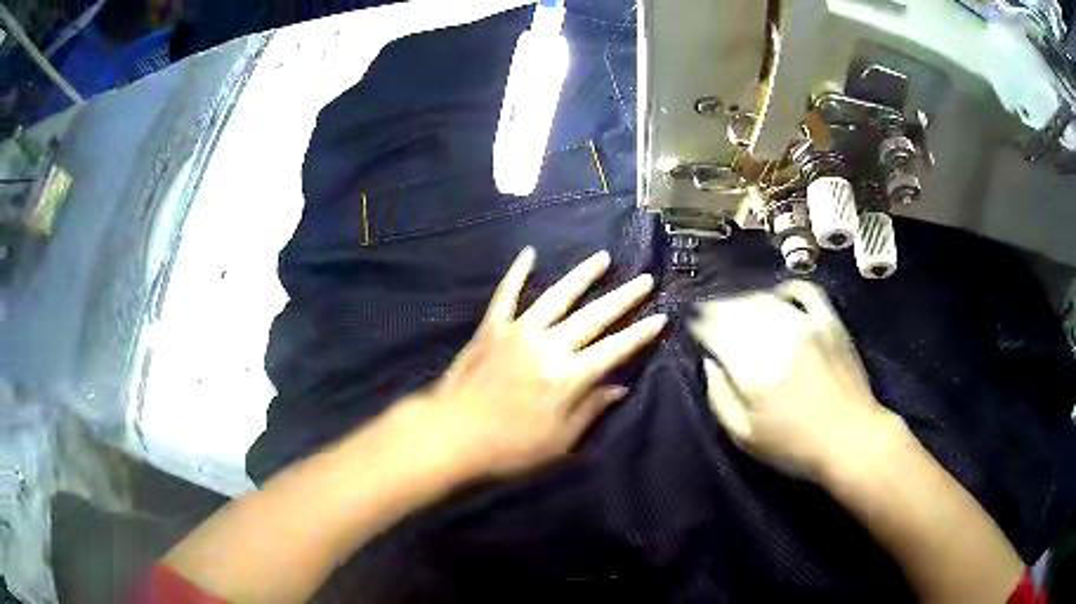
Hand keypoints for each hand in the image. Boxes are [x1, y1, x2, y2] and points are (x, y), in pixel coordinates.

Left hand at [413, 248, 666, 477]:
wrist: (452, 435)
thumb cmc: (510, 447)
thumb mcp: (560, 441)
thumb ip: (591, 409)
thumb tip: (620, 387)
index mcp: (569, 376)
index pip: (616, 349)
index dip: (641, 334)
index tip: (661, 317)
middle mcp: (549, 345)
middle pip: (594, 317)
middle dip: (623, 298)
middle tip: (644, 279)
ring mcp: (519, 332)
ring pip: (557, 297)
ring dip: (582, 276)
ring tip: (602, 258)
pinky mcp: (491, 329)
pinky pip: (506, 295)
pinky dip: (517, 273)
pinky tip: (528, 253)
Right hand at [691, 280, 899, 481]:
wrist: (851, 438)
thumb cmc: (794, 446)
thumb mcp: (745, 436)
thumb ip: (720, 398)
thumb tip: (710, 364)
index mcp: (752, 368)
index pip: (716, 330)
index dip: (701, 325)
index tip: (696, 327)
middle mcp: (776, 337)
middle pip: (737, 309)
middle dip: (718, 309)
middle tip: (711, 316)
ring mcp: (806, 324)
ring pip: (765, 298)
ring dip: (745, 299)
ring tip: (738, 307)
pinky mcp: (829, 321)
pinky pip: (804, 290)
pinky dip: (787, 288)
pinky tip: (779, 297)